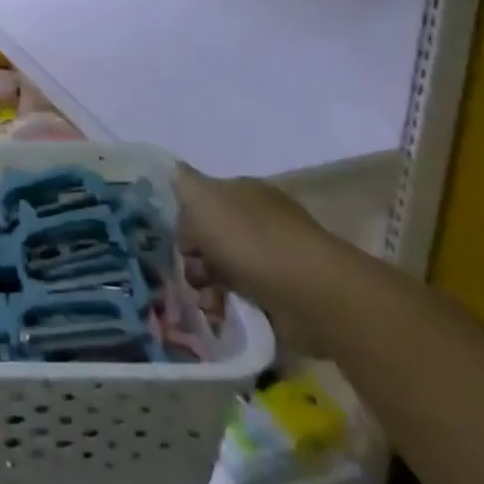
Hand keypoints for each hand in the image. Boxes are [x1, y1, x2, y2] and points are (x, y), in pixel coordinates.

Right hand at [174, 164, 346, 351]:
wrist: (309, 292)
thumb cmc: (248, 238)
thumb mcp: (202, 198)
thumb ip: (183, 183)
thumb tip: (174, 170)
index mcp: (244, 191)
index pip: (203, 200)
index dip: (186, 220)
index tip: (181, 242)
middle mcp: (261, 219)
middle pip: (211, 236)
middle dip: (195, 257)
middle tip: (194, 274)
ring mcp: (275, 256)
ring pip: (225, 267)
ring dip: (207, 285)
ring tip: (208, 302)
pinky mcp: (285, 292)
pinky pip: (246, 295)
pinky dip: (229, 304)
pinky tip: (221, 313)